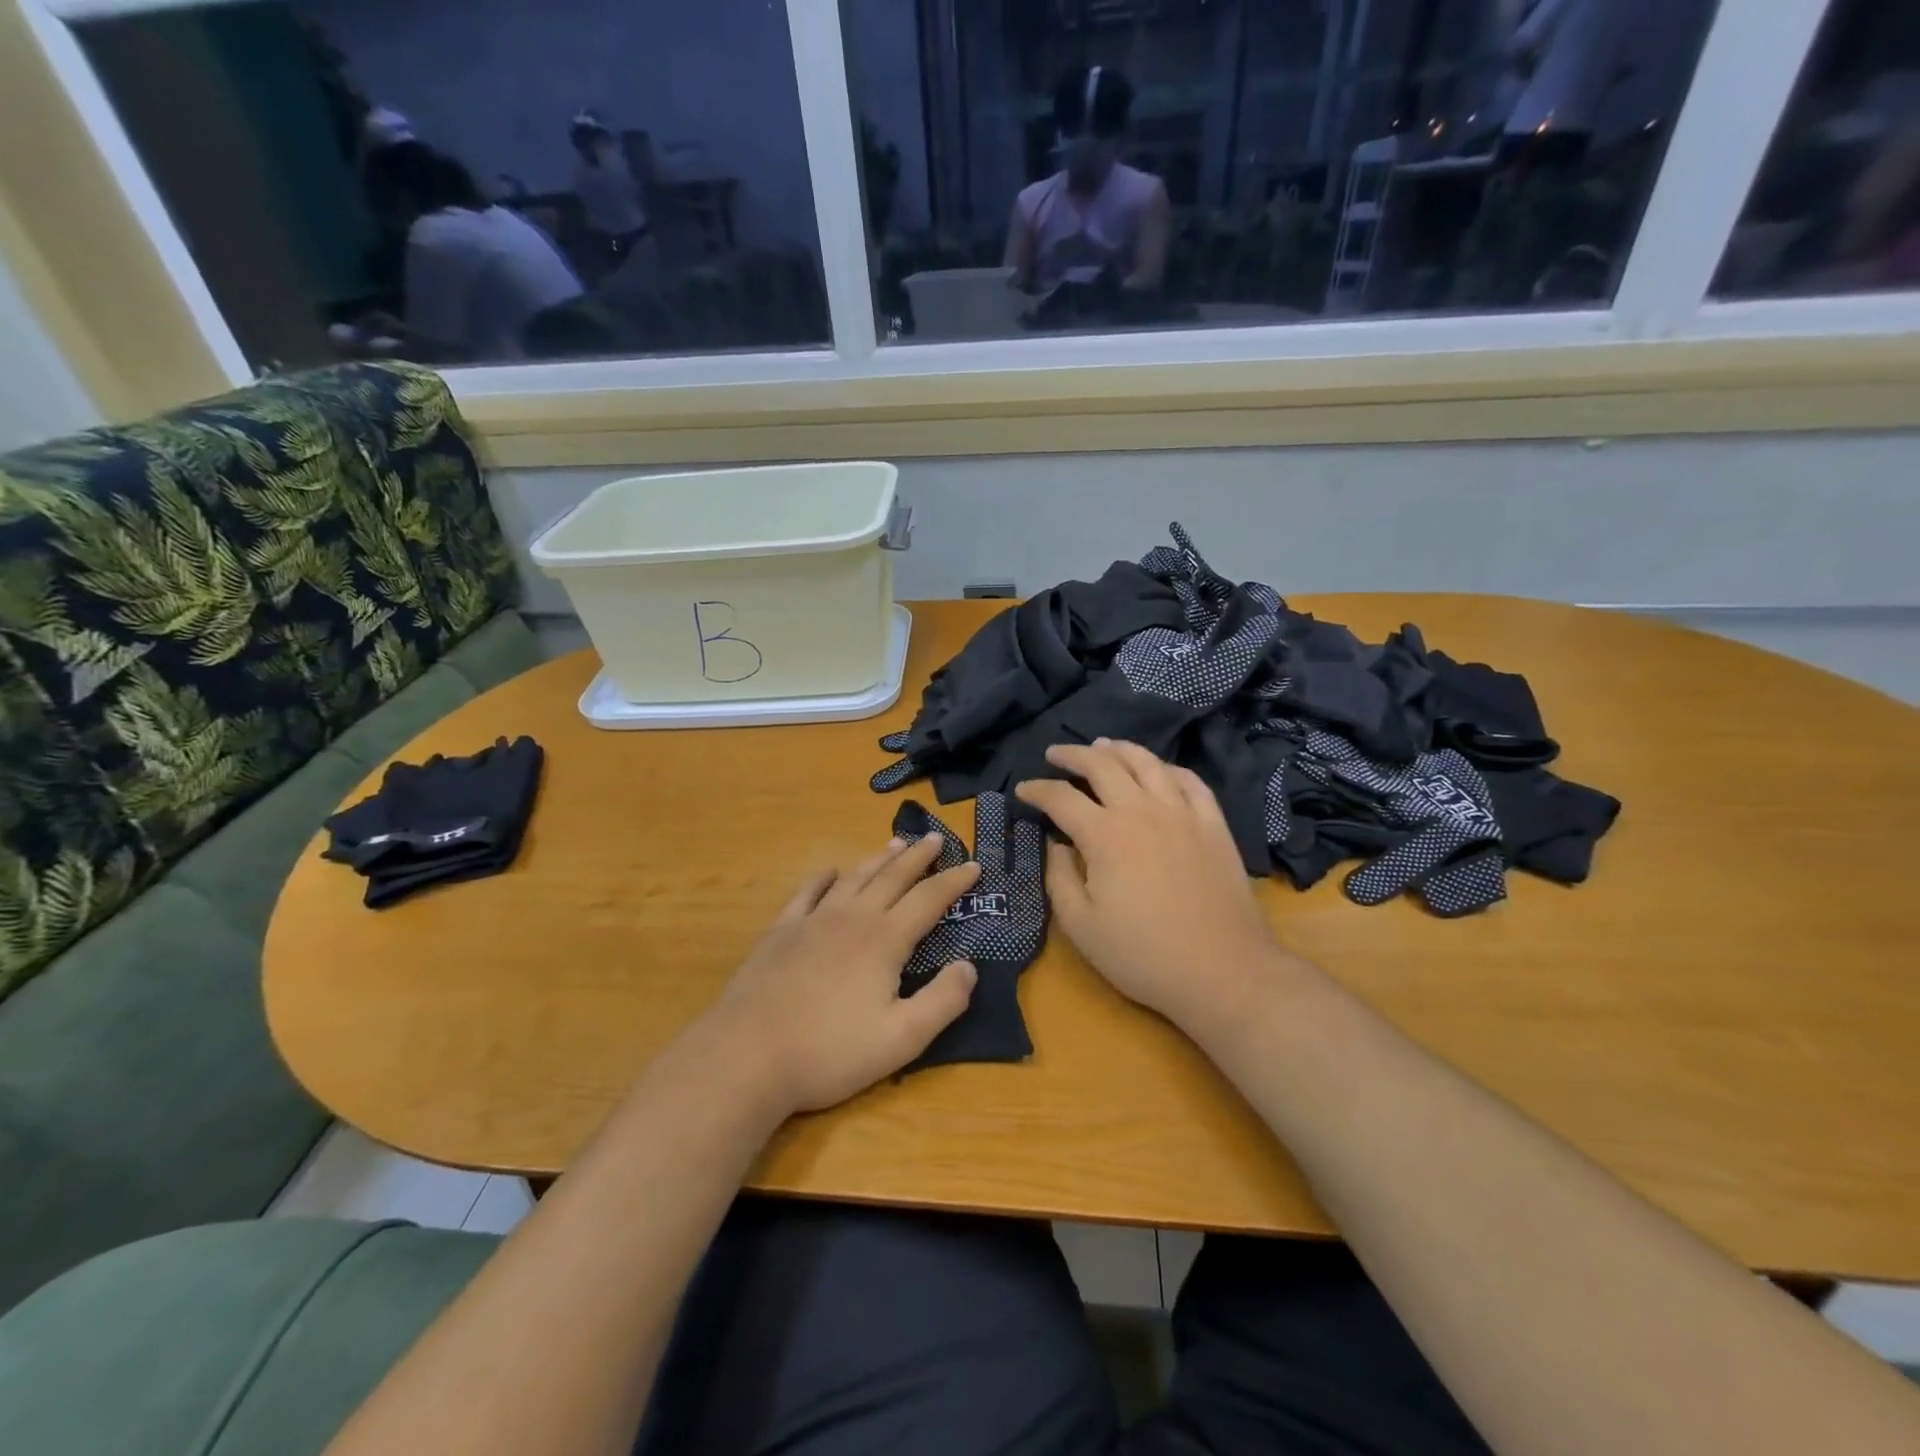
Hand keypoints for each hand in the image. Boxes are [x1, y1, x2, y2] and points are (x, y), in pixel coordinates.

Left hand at [700, 834, 980, 1115]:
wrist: (747, 1055)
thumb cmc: (830, 1052)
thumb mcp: (901, 1039)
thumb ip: (943, 1001)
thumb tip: (969, 966)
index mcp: (885, 940)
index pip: (929, 899)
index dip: (954, 881)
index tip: (974, 865)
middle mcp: (852, 918)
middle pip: (892, 877)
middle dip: (918, 857)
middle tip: (936, 839)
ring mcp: (812, 921)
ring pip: (854, 877)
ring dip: (878, 859)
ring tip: (895, 844)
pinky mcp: (780, 932)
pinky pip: (807, 893)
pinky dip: (823, 878)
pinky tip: (830, 872)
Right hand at [1015, 739, 1289, 1035]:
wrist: (1223, 970)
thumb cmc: (1142, 954)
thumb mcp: (1081, 925)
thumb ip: (1059, 878)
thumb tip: (1056, 844)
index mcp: (1104, 834)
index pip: (1061, 797)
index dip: (1036, 789)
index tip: (1022, 790)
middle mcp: (1141, 810)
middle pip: (1102, 765)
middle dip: (1072, 755)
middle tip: (1055, 753)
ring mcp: (1182, 813)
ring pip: (1146, 762)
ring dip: (1118, 749)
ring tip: (1102, 745)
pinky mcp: (1213, 824)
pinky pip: (1189, 781)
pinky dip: (1167, 768)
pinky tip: (1158, 770)